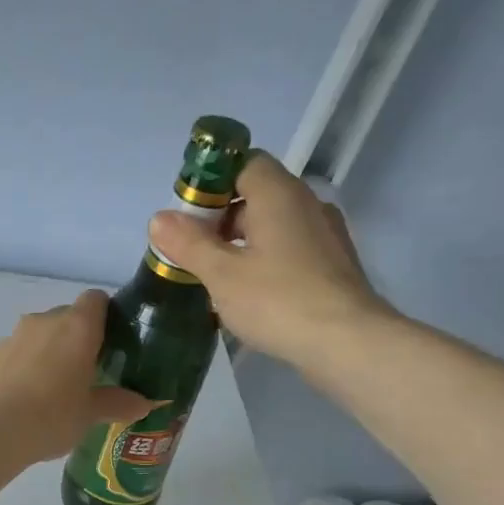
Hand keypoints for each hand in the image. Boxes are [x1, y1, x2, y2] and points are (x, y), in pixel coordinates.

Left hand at [0, 290, 149, 460]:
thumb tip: (145, 404)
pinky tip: (19, 402)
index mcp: (77, 327)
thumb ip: (117, 403)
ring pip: (34, 337)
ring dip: (43, 354)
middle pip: (64, 318)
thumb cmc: (53, 416)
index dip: (104, 316)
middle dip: (73, 339)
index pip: (95, 300)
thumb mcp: (90, 414)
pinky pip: (10, 358)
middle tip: (82, 374)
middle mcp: (43, 322)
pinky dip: (17, 371)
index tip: (109, 342)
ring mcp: (10, 337)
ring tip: (48, 391)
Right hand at [147, 151, 397, 367]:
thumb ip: (189, 244)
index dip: (211, 182)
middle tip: (192, 252)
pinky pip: (289, 250)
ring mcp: (324, 234)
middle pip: (257, 195)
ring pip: (273, 226)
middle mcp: (306, 204)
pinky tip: (248, 294)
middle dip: (221, 219)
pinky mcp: (331, 265)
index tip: (187, 215)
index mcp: (278, 194)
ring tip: (215, 277)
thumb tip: (158, 218)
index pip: (243, 163)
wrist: (345, 341)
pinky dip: (264, 262)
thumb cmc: (277, 301)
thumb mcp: (221, 275)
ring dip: (241, 244)